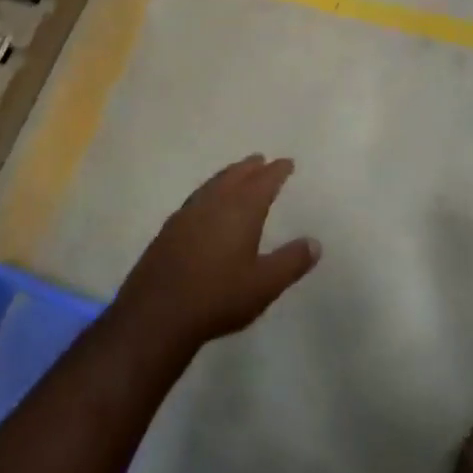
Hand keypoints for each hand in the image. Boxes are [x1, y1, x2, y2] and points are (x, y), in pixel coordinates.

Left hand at [115, 155, 319, 350]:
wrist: (157, 313)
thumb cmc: (218, 297)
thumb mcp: (264, 284)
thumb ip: (291, 262)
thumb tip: (315, 243)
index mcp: (240, 210)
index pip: (263, 182)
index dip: (277, 171)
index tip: (287, 162)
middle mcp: (214, 203)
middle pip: (235, 176)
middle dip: (251, 167)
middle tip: (261, 160)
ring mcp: (187, 214)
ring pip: (213, 184)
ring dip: (228, 175)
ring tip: (237, 174)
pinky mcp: (169, 229)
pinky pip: (197, 198)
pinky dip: (209, 192)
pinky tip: (207, 205)